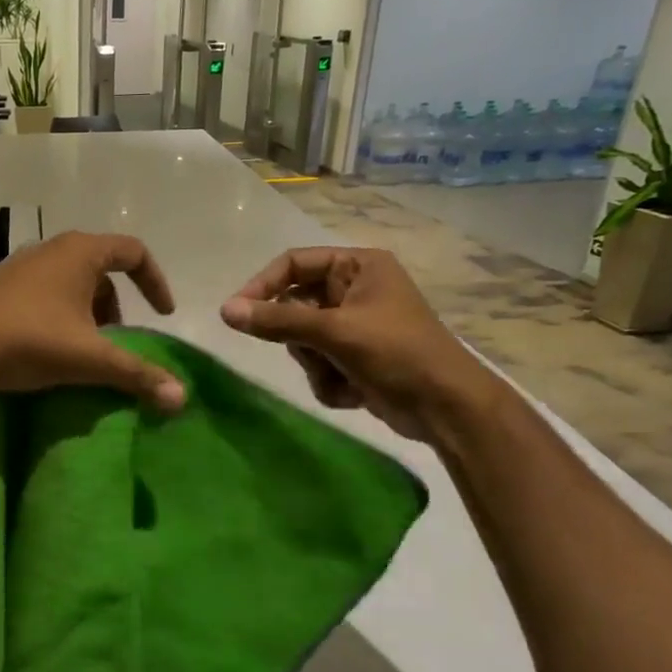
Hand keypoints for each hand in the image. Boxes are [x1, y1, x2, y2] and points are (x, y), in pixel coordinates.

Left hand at [0, 231, 185, 411]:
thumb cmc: (31, 340)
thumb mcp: (91, 359)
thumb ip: (138, 374)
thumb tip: (182, 399)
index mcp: (79, 252)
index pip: (133, 252)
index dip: (155, 282)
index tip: (162, 315)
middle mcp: (49, 249)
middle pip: (99, 269)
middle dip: (115, 305)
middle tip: (116, 341)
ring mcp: (18, 266)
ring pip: (68, 283)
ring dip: (85, 312)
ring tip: (83, 349)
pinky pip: (41, 294)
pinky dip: (57, 315)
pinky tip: (47, 348)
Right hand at [219, 247, 494, 441]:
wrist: (446, 408)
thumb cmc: (397, 353)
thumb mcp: (334, 332)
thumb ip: (277, 321)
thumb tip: (225, 311)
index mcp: (358, 267)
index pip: (293, 263)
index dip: (262, 286)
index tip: (237, 313)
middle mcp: (354, 290)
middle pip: (294, 306)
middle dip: (300, 339)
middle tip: (312, 353)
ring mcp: (354, 326)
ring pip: (302, 340)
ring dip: (315, 364)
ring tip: (342, 375)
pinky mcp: (354, 358)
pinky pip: (317, 363)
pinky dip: (328, 380)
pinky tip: (354, 391)